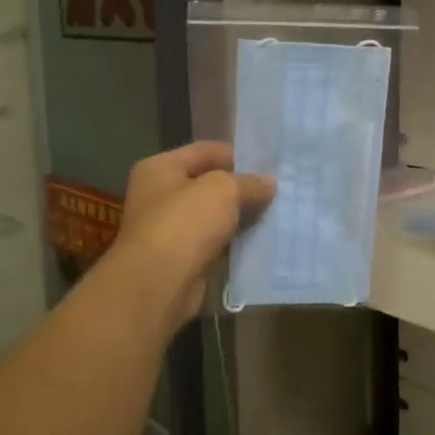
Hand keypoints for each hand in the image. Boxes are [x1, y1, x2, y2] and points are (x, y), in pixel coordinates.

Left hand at [114, 142, 273, 332]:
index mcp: (159, 168)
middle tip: (276, 189)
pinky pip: (213, 242)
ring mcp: (168, 229)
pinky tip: (259, 240)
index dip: (237, 153)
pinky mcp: (180, 258)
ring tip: (274, 213)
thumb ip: (249, 182)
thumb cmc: (185, 223)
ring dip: (239, 216)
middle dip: (240, 187)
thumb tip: (269, 182)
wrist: (159, 283)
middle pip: (207, 183)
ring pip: (212, 215)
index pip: (204, 150)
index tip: (268, 164)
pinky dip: (233, 241)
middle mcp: (158, 195)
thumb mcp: (223, 190)